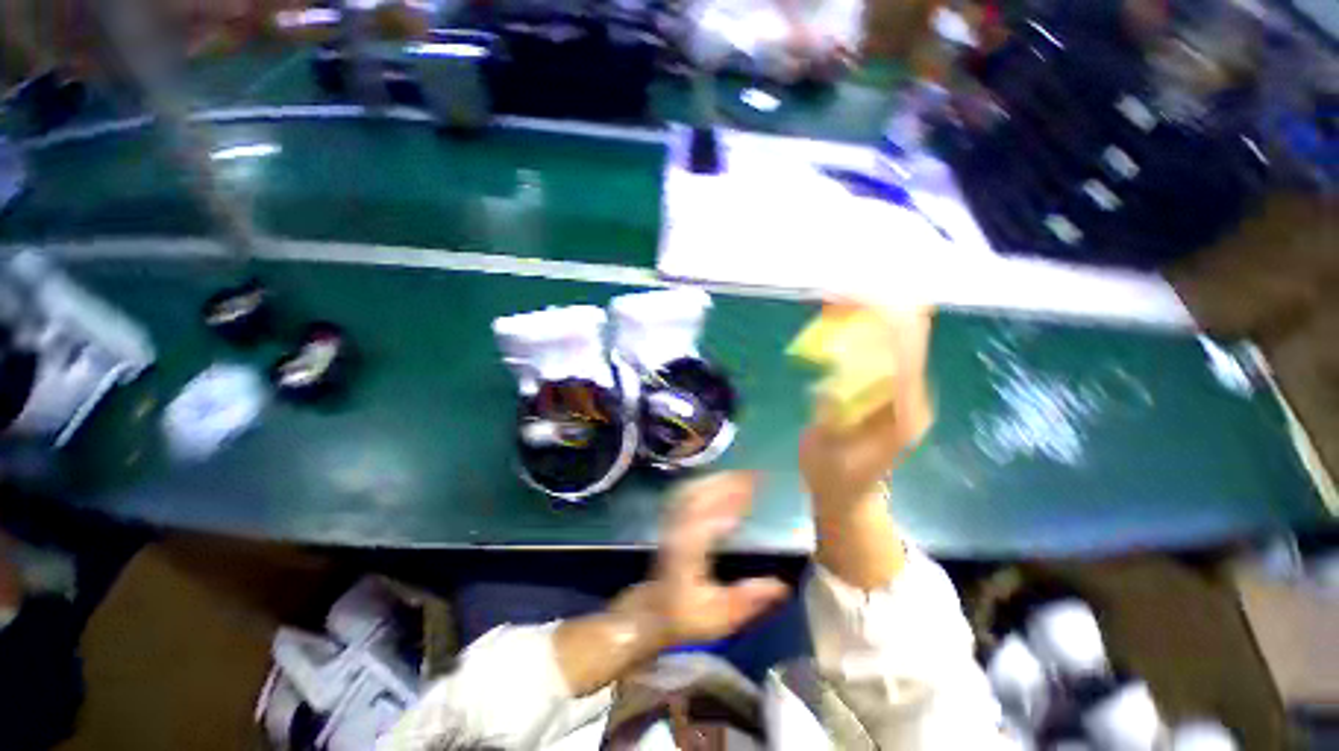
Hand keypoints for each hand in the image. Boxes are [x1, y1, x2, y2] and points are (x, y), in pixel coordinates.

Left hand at [613, 473, 789, 649]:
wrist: (653, 612)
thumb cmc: (686, 615)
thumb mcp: (719, 616)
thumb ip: (747, 600)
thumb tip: (781, 586)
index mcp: (690, 550)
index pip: (709, 517)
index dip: (730, 501)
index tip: (753, 490)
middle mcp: (679, 530)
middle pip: (699, 496)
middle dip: (726, 482)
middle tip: (753, 476)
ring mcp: (672, 523)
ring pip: (692, 491)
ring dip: (716, 480)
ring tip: (740, 475)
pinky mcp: (672, 521)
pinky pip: (687, 494)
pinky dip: (705, 484)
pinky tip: (718, 482)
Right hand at [799, 307, 933, 513]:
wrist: (850, 494)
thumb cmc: (835, 478)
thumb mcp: (827, 453)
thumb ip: (830, 419)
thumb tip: (830, 384)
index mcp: (901, 412)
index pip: (903, 350)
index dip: (879, 318)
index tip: (846, 298)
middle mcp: (912, 393)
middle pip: (908, 333)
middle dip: (875, 305)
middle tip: (836, 293)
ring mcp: (904, 388)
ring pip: (897, 334)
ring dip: (869, 311)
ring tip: (835, 299)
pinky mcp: (891, 385)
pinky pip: (883, 344)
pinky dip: (863, 325)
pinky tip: (840, 317)